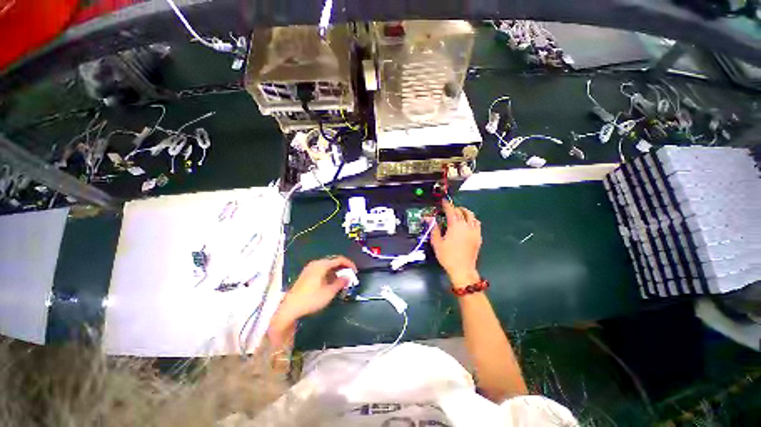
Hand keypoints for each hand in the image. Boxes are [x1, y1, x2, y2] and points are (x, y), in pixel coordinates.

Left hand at [268, 256, 356, 345]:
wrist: (290, 308)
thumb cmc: (310, 299)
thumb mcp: (329, 292)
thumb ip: (340, 283)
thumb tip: (347, 278)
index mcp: (321, 265)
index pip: (339, 259)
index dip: (349, 264)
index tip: (355, 271)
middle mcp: (315, 264)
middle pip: (333, 261)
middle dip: (343, 268)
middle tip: (350, 276)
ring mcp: (310, 269)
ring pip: (327, 266)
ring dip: (336, 271)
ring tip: (342, 281)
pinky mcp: (306, 275)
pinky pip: (322, 270)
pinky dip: (329, 274)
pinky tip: (332, 282)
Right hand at [430, 201, 481, 288]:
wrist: (462, 269)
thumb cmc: (447, 256)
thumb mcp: (436, 243)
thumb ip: (434, 229)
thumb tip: (430, 219)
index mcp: (455, 226)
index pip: (451, 210)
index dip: (447, 204)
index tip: (444, 201)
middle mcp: (466, 226)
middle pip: (462, 211)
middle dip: (455, 208)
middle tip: (449, 209)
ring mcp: (474, 231)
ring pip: (472, 216)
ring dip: (465, 212)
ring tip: (459, 214)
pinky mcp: (478, 237)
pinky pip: (477, 224)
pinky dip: (472, 220)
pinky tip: (468, 223)